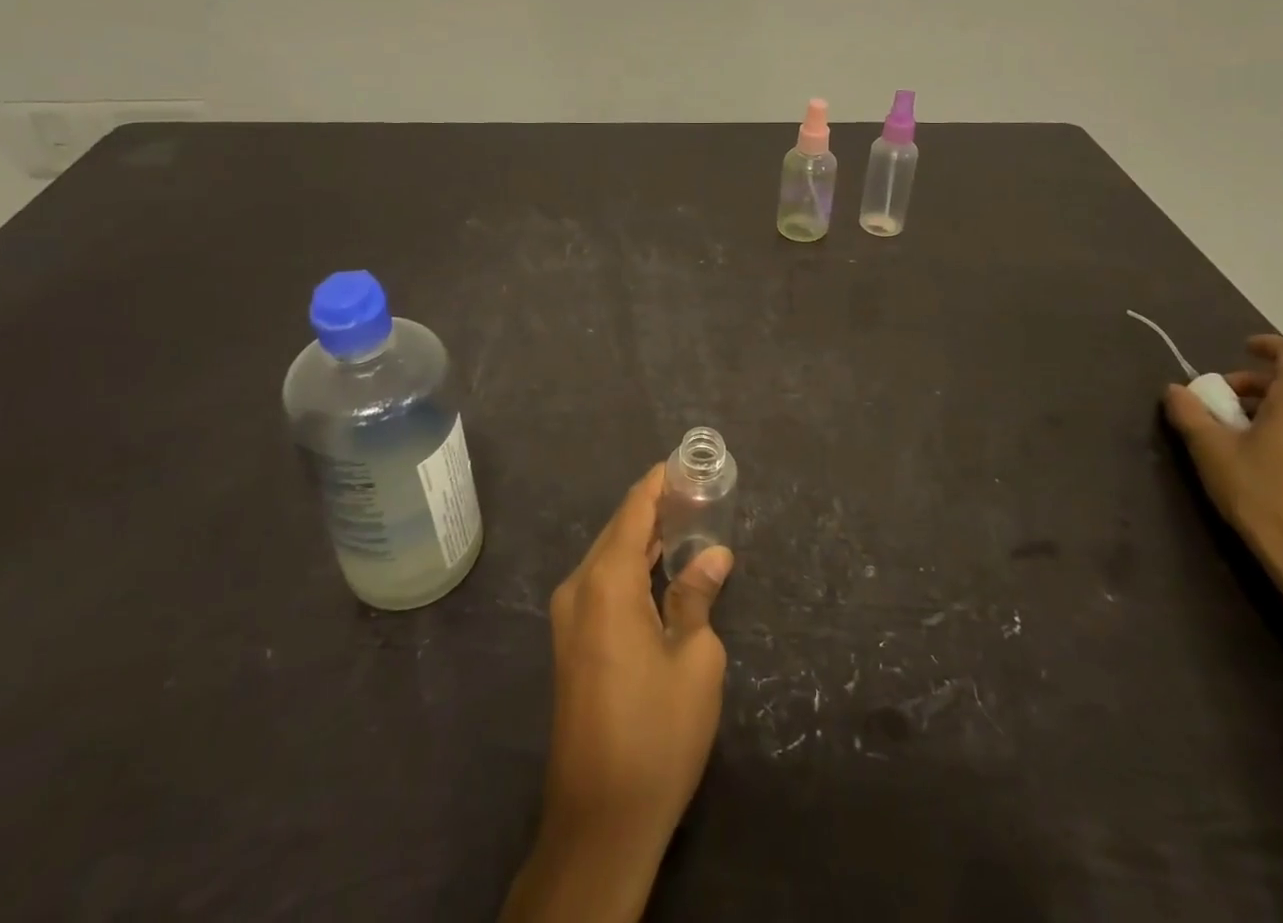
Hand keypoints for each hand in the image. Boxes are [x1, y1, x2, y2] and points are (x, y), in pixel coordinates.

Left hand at [502, 466, 733, 922]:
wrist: (599, 820)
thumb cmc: (656, 734)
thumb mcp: (695, 661)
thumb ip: (698, 597)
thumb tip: (714, 555)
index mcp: (607, 583)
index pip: (633, 513)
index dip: (657, 484)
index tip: (682, 462)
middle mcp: (578, 589)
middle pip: (618, 530)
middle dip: (653, 508)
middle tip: (694, 491)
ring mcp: (568, 618)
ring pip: (608, 557)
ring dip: (642, 538)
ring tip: (685, 520)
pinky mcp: (571, 643)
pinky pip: (601, 583)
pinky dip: (630, 566)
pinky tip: (659, 568)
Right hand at [1164, 335, 1282, 610]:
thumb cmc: (1262, 495)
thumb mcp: (1211, 451)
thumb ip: (1190, 413)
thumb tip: (1176, 390)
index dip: (1268, 346)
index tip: (1242, 348)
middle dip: (1259, 383)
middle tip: (1224, 401)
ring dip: (1276, 407)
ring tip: (1242, 430)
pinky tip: (1269, 455)